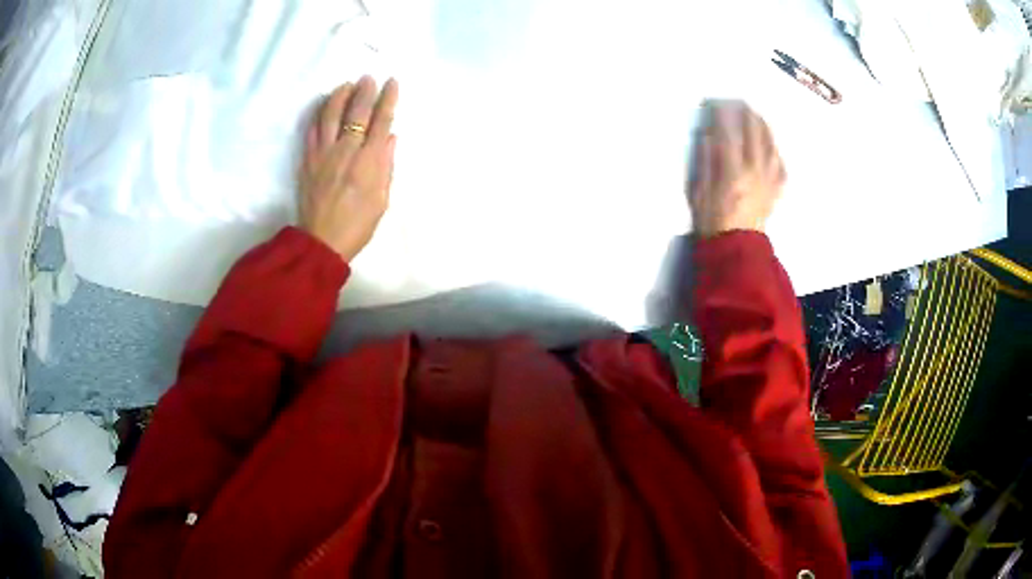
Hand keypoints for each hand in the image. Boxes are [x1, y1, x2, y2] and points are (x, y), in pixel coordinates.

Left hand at [300, 75, 398, 261]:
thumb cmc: (358, 225)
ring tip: (346, 84)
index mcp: (370, 161)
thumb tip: (390, 137)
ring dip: (339, 96)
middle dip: (365, 91)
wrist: (322, 241)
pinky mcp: (308, 160)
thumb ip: (387, 166)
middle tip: (369, 77)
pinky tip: (323, 105)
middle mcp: (347, 150)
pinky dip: (318, 114)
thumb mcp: (382, 199)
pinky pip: (312, 130)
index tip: (392, 82)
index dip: (388, 99)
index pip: (382, 120)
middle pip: (357, 112)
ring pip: (331, 115)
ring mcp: (324, 153)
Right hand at [688, 100, 784, 238]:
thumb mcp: (698, 189)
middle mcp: (755, 169)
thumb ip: (705, 160)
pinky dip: (775, 150)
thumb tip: (709, 134)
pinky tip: (771, 145)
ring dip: (762, 125)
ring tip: (755, 114)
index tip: (712, 102)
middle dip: (744, 111)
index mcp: (733, 169)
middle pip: (754, 131)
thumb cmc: (711, 220)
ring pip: (771, 143)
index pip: (728, 130)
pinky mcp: (776, 189)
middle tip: (735, 101)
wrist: (735, 249)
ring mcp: (769, 179)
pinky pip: (781, 164)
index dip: (720, 112)